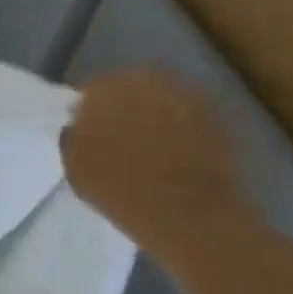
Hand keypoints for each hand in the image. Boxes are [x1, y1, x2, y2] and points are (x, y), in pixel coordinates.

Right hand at [61, 68, 250, 264]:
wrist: (186, 211)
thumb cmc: (117, 186)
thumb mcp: (73, 163)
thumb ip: (73, 136)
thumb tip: (79, 126)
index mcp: (107, 88)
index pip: (91, 89)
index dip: (87, 109)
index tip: (85, 129)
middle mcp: (150, 82)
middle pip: (131, 86)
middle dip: (123, 105)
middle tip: (116, 133)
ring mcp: (189, 97)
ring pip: (163, 99)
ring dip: (154, 115)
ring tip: (147, 143)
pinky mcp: (219, 118)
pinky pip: (189, 116)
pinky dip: (180, 128)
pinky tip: (173, 151)